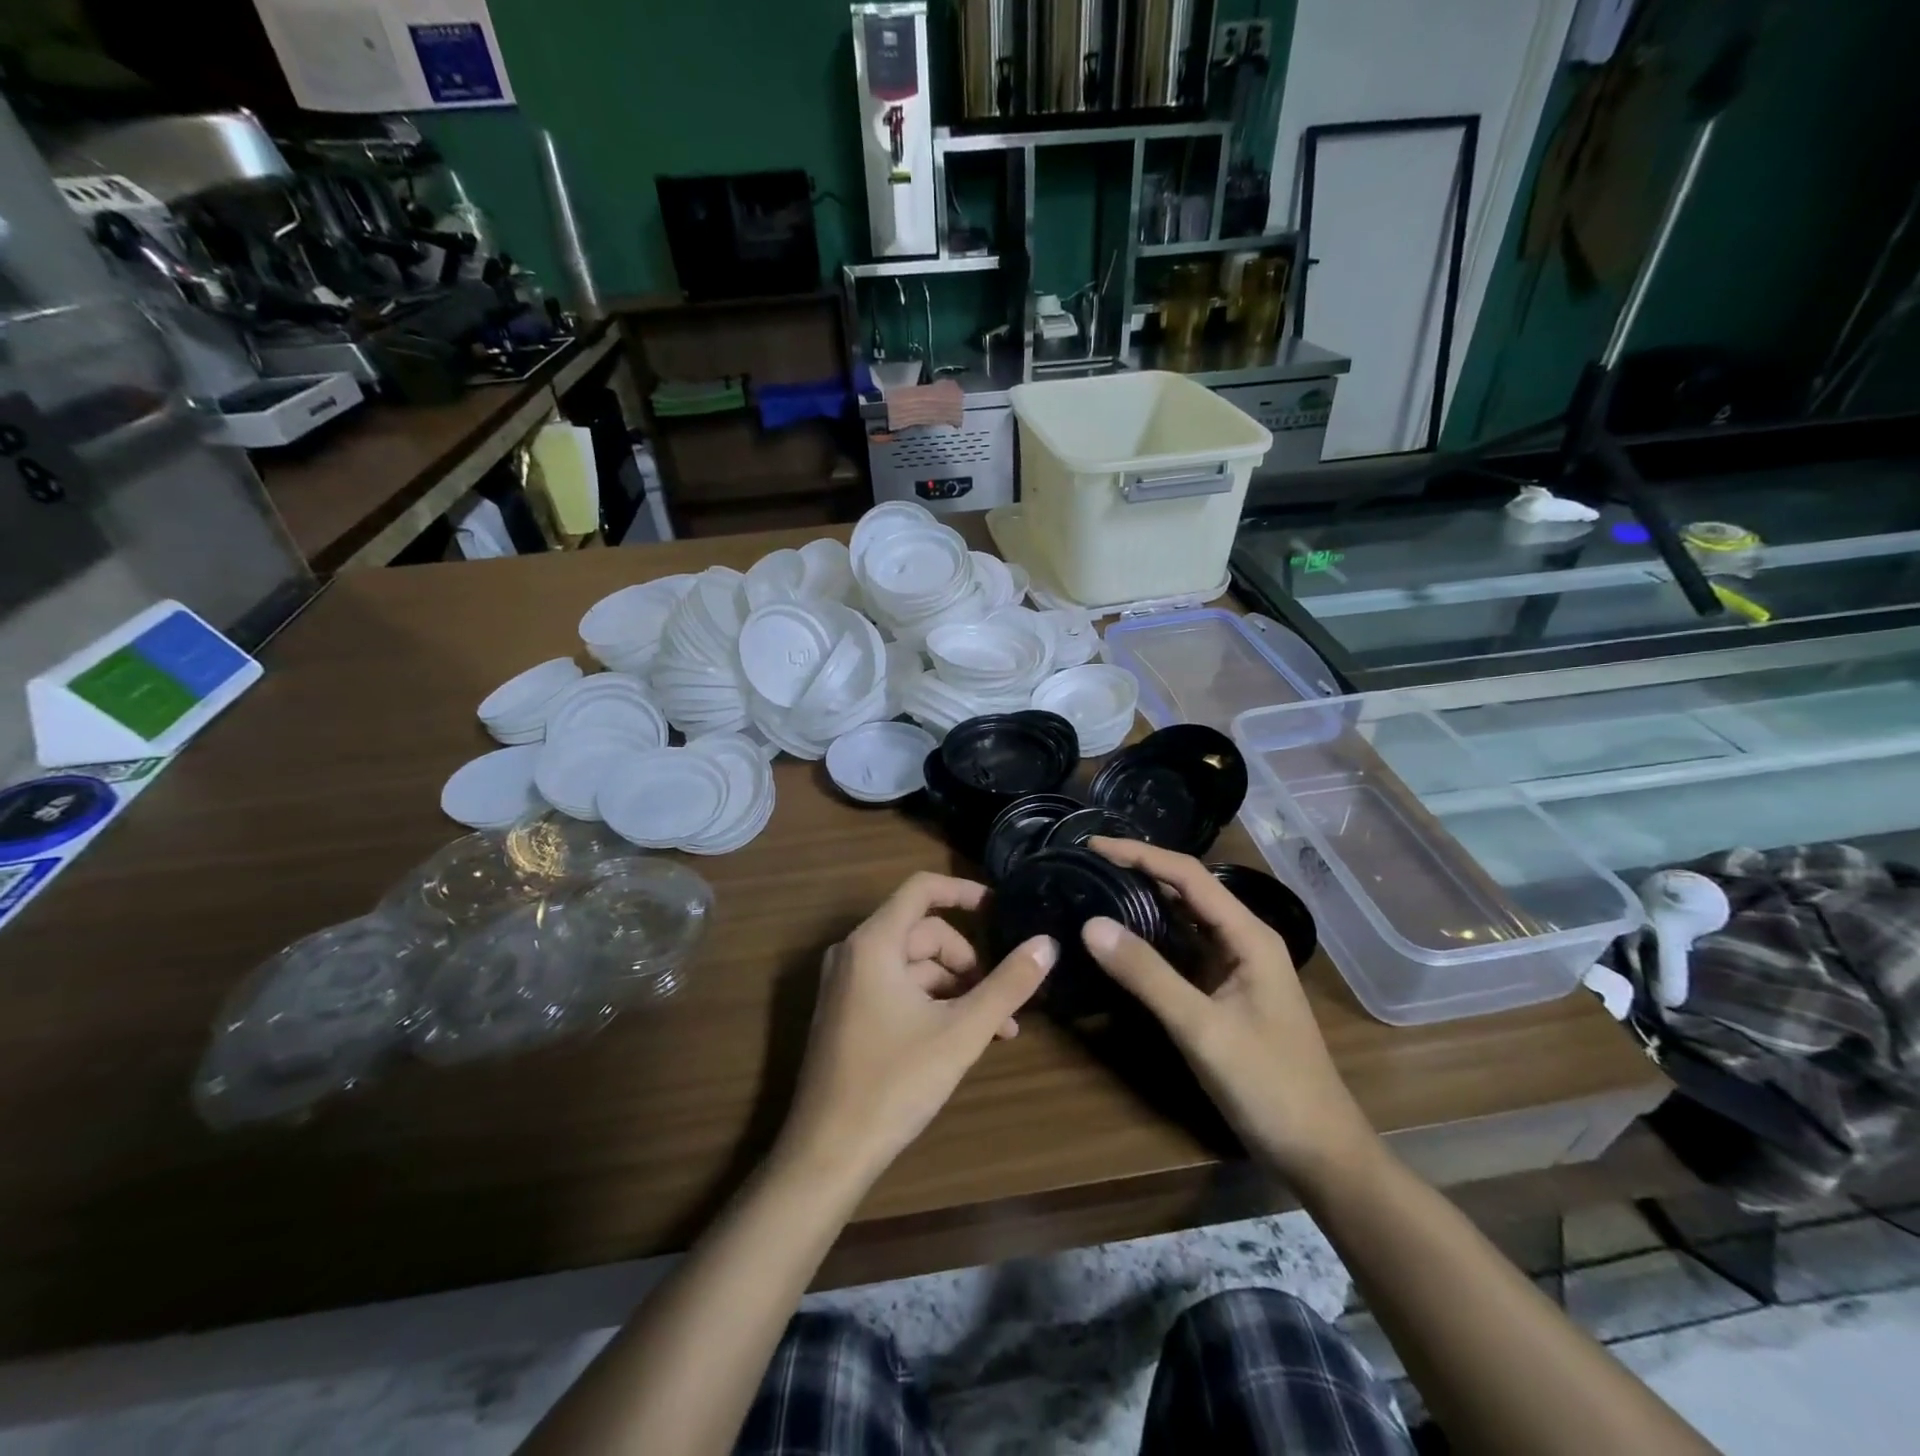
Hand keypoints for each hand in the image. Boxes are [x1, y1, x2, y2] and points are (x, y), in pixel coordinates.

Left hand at [779, 872, 1055, 1189]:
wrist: (826, 1154)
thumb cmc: (894, 1084)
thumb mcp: (962, 1032)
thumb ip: (1008, 985)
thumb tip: (1047, 943)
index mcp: (874, 943)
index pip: (922, 889)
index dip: (964, 891)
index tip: (1000, 907)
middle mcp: (853, 953)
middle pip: (923, 933)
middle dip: (967, 962)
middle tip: (1001, 1001)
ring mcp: (845, 984)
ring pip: (913, 966)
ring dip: (955, 989)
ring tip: (993, 1030)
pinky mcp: (845, 1013)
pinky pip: (895, 988)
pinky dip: (930, 1003)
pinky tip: (959, 1039)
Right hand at [1082, 838, 1374, 1182]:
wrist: (1319, 1151)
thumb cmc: (1268, 1085)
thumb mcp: (1201, 1028)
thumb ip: (1147, 975)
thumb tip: (1091, 925)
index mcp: (1248, 935)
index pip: (1188, 876)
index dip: (1140, 854)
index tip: (1093, 845)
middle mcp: (1244, 940)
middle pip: (1187, 890)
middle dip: (1139, 871)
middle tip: (1087, 865)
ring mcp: (1236, 967)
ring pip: (1185, 919)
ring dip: (1145, 901)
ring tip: (1097, 889)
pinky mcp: (1226, 992)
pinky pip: (1184, 950)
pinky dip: (1153, 937)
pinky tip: (1124, 940)